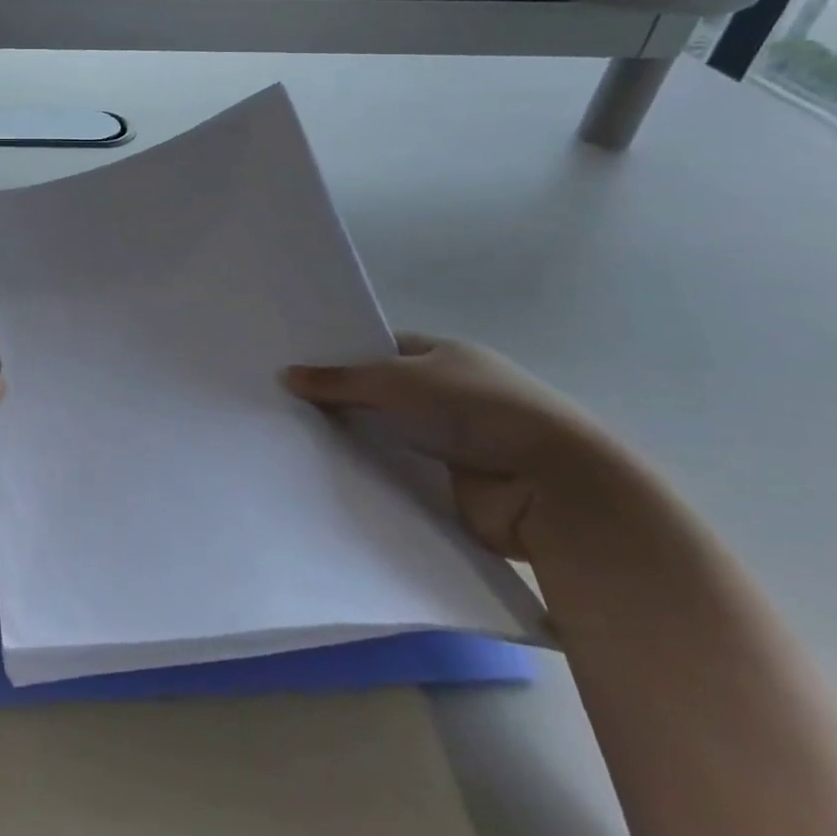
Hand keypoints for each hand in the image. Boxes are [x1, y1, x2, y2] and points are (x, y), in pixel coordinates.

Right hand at [286, 334, 623, 559]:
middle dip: (341, 398)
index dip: (341, 353)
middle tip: (282, 402)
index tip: (296, 365)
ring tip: (293, 437)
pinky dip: (372, 471)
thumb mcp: (399, 381)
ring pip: (386, 433)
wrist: (554, 488)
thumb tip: (286, 375)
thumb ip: (340, 380)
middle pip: (380, 392)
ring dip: (355, 437)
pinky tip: (329, 471)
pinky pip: (397, 470)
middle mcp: (448, 392)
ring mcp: (452, 439)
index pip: (381, 347)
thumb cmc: (478, 411)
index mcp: (445, 355)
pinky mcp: (450, 481)